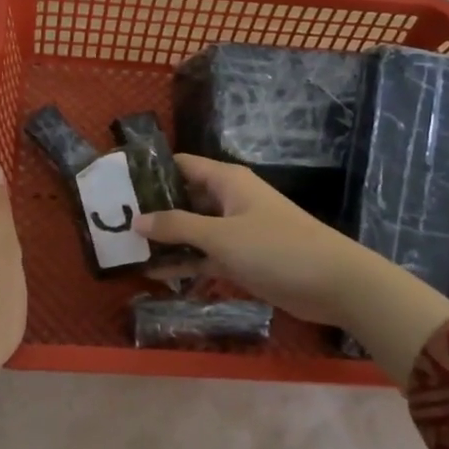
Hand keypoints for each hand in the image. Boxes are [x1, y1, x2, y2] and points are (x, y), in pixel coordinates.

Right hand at [135, 154, 448, 380]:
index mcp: (226, 181)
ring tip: (126, 250)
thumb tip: (136, 220)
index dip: (151, 172)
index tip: (117, 184)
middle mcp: (228, 200)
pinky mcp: (241, 259)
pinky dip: (184, 263)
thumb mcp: (220, 236)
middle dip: (153, 210)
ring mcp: (235, 231)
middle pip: (183, 198)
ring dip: (166, 241)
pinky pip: (204, 257)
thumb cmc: (276, 248)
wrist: (334, 283)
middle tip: (114, 222)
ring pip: (192, 230)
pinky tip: (154, 275)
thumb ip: (176, 227)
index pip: (181, 165)